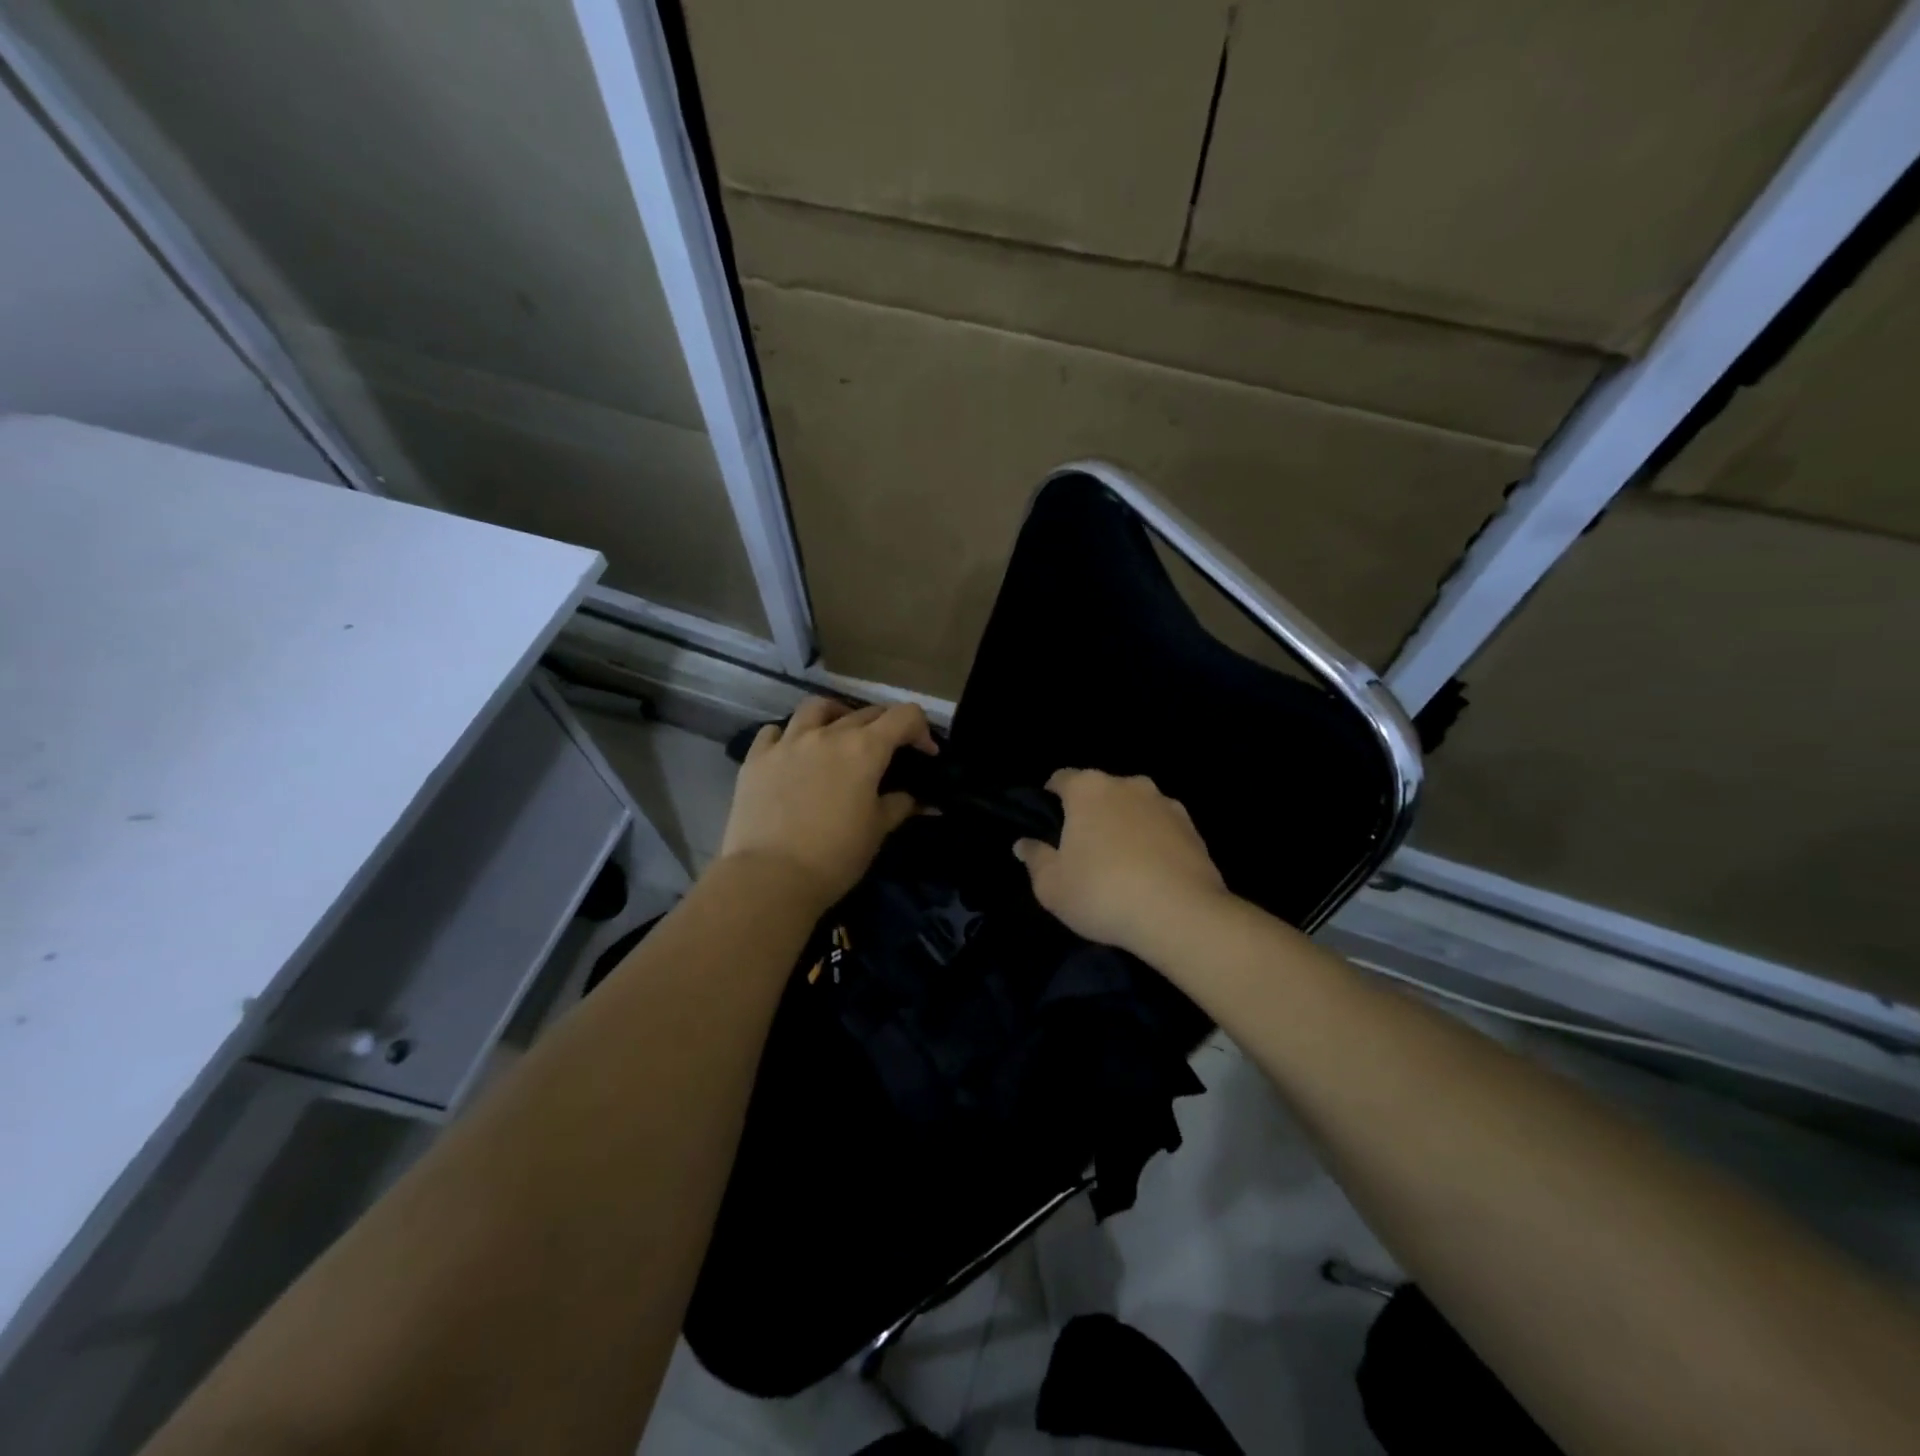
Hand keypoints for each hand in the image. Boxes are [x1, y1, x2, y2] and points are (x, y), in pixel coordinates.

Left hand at [717, 696, 936, 908]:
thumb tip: (920, 800)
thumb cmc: (835, 856)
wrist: (771, 877)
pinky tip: (792, 754)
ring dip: (835, 715)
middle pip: (865, 713)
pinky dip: (788, 736)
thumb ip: (900, 806)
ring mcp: (787, 742)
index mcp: (864, 749)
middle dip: (885, 727)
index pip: (904, 716)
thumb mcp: (877, 831)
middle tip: (887, 753)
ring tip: (837, 735)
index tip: (925, 754)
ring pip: (816, 708)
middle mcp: (827, 734)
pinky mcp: (756, 759)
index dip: (921, 730)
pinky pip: (774, 731)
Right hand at [1014, 769, 1228, 956]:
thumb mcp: (1051, 886)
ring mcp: (1165, 803)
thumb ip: (1035, 859)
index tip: (1049, 824)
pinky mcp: (1193, 828)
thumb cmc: (1102, 893)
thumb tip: (1024, 844)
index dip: (1051, 798)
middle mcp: (1128, 784)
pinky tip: (1150, 872)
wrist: (1181, 914)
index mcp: (1088, 789)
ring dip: (1124, 825)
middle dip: (1091, 812)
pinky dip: (1153, 841)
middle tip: (1083, 848)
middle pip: (1100, 791)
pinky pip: (1161, 828)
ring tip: (1121, 862)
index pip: (1061, 779)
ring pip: (1134, 807)